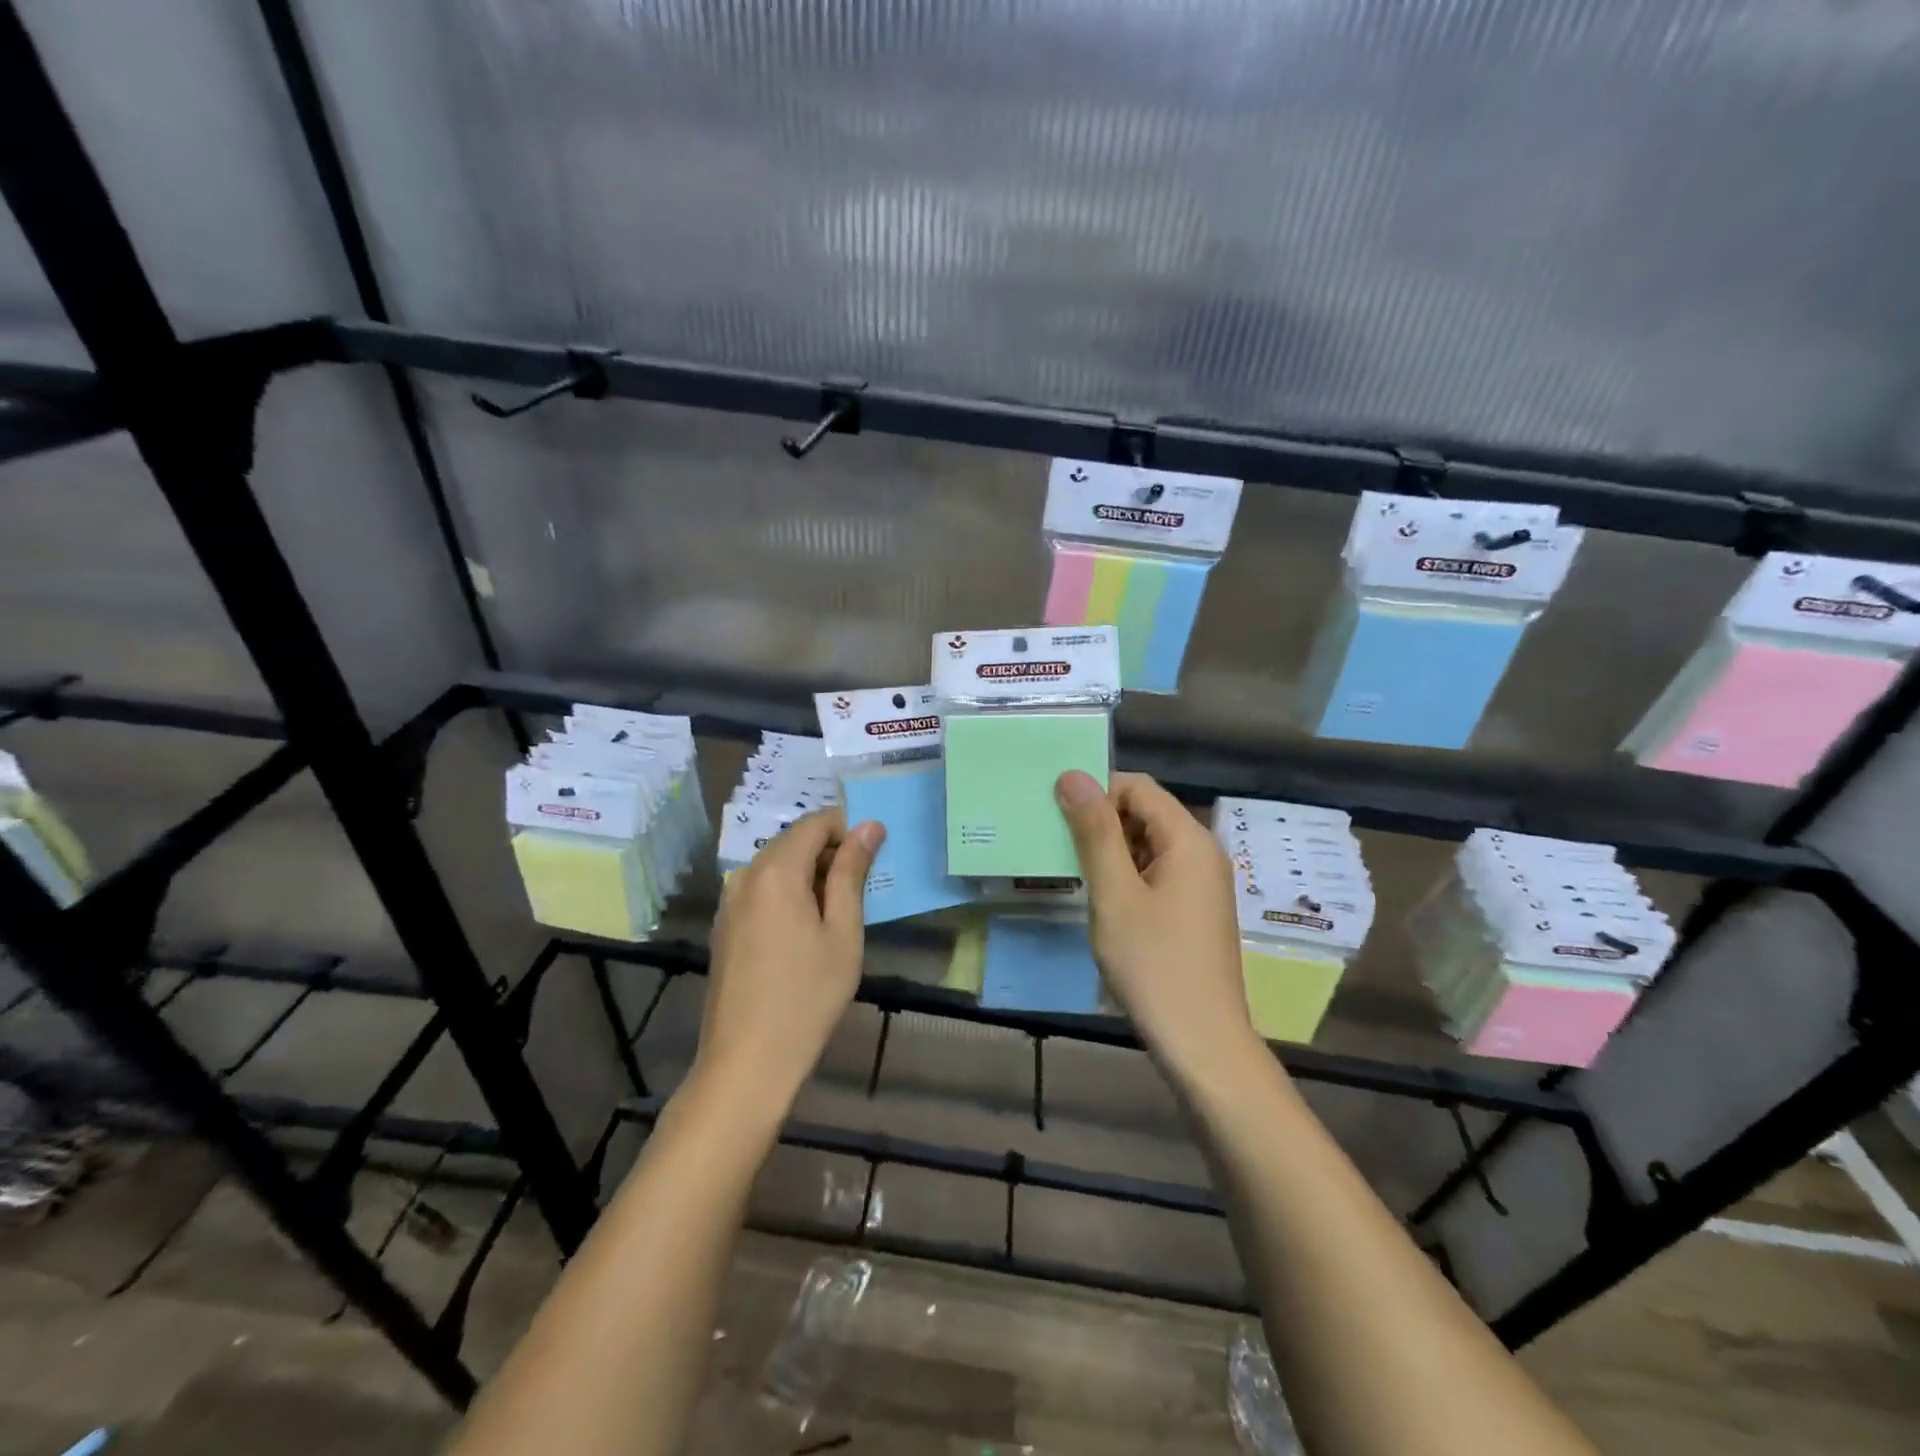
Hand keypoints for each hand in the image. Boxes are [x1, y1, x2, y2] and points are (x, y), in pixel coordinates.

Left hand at [696, 809, 883, 1111]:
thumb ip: (851, 872)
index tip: (877, 851)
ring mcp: (729, 901)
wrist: (747, 1061)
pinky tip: (809, 927)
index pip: (815, 823)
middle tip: (865, 881)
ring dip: (811, 872)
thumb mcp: (842, 932)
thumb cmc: (807, 995)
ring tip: (842, 907)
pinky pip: (762, 889)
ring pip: (777, 865)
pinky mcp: (724, 925)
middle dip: (831, 850)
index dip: (848, 827)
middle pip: (793, 841)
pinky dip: (790, 892)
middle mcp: (745, 875)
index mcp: (775, 870)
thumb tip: (869, 825)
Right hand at [1056, 770, 1257, 1078]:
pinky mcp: (1195, 910)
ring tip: (1071, 870)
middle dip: (1100, 820)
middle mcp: (1202, 852)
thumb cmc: (1154, 964)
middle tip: (1056, 843)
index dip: (1096, 791)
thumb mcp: (1115, 894)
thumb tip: (1073, 775)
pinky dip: (1126, 875)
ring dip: (1110, 850)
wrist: (1202, 1043)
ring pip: (1148, 844)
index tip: (1055, 813)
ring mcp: (1202, 884)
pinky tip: (1100, 899)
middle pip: (1145, 813)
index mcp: (1189, 839)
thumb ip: (1094, 832)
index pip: (1137, 787)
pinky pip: (1157, 873)